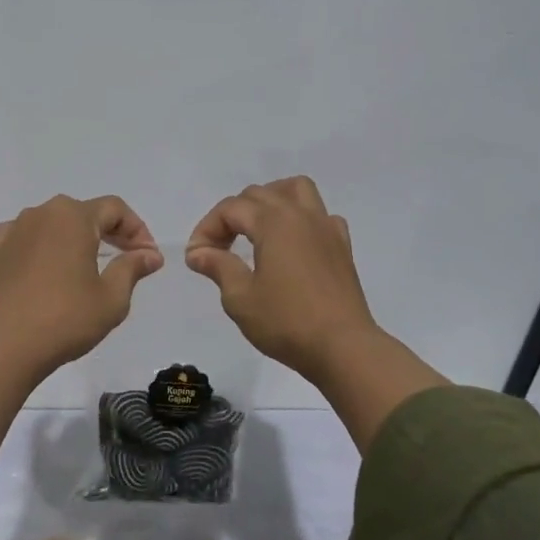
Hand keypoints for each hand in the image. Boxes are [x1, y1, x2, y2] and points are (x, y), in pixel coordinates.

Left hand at [0, 194, 163, 372]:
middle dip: (109, 232)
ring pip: (53, 223)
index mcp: (73, 216)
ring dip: (74, 238)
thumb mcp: (112, 297)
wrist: (4, 346)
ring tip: (87, 265)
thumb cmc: (65, 319)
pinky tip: (45, 264)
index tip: (148, 257)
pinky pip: (23, 237)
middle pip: (83, 213)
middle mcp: (41, 213)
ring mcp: (14, 230)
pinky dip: (40, 245)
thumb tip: (150, 254)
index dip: (137, 229)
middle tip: (127, 258)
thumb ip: (132, 268)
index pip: (114, 209)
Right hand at [185, 177, 445, 449]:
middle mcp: (300, 215)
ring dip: (270, 200)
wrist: (343, 348)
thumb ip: (218, 266)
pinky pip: (320, 216)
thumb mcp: (240, 298)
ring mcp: (326, 228)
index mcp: (273, 222)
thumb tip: (198, 252)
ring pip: (296, 190)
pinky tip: (293, 244)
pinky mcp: (342, 246)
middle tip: (218, 249)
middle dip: (232, 215)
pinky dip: (301, 220)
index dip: (207, 228)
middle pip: (259, 194)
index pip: (231, 209)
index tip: (196, 258)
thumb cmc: (286, 322)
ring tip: (256, 227)